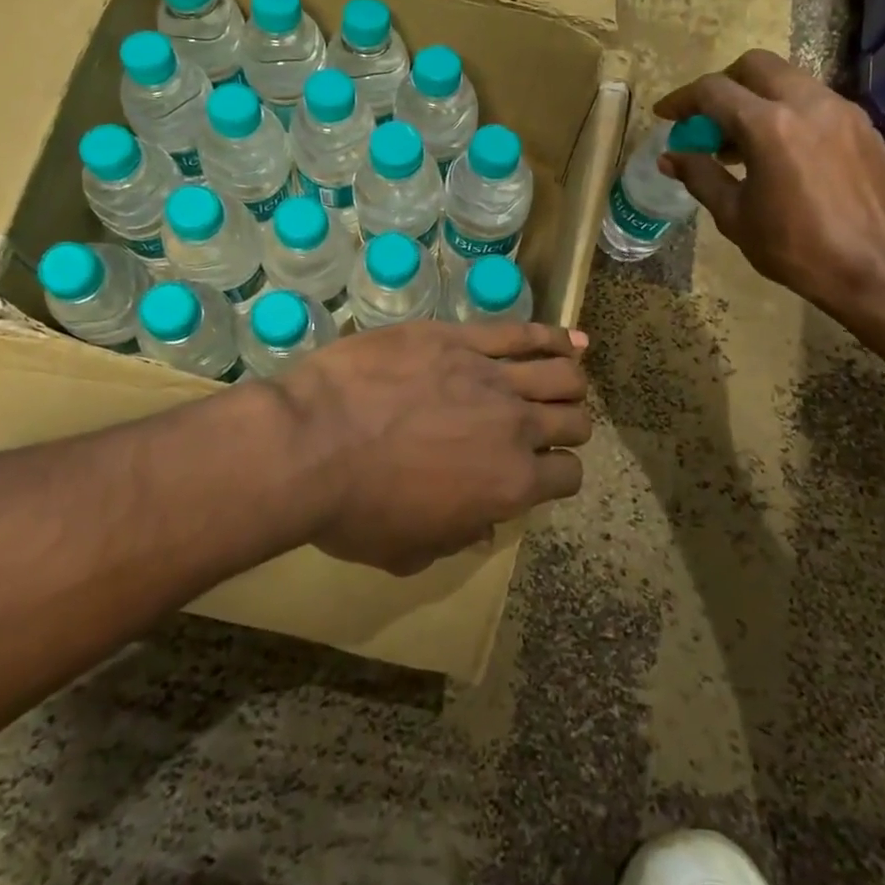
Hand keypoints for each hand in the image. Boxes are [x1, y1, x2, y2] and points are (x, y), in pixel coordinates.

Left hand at [275, 321, 592, 575]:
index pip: (567, 476)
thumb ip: (456, 539)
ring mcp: (490, 376)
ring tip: (570, 377)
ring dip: (570, 379)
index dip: (560, 474)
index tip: (544, 470)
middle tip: (553, 424)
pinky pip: (520, 333)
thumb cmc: (355, 510)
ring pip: (559, 373)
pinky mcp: (459, 338)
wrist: (312, 442)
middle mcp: (515, 427)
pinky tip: (568, 337)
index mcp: (510, 486)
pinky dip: (554, 336)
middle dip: (570, 424)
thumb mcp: (408, 551)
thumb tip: (483, 524)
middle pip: (572, 420)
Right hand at [656, 49, 884, 315]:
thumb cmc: (795, 247)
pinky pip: (815, 101)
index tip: (665, 115)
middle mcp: (807, 103)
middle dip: (723, 84)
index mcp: (769, 126)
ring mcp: (840, 111)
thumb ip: (700, 176)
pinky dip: (787, 111)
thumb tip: (670, 157)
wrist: (875, 268)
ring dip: (756, 97)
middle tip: (706, 119)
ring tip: (741, 140)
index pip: (713, 91)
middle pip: (754, 65)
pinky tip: (780, 151)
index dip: (682, 100)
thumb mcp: (735, 215)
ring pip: (788, 79)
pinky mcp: (862, 126)